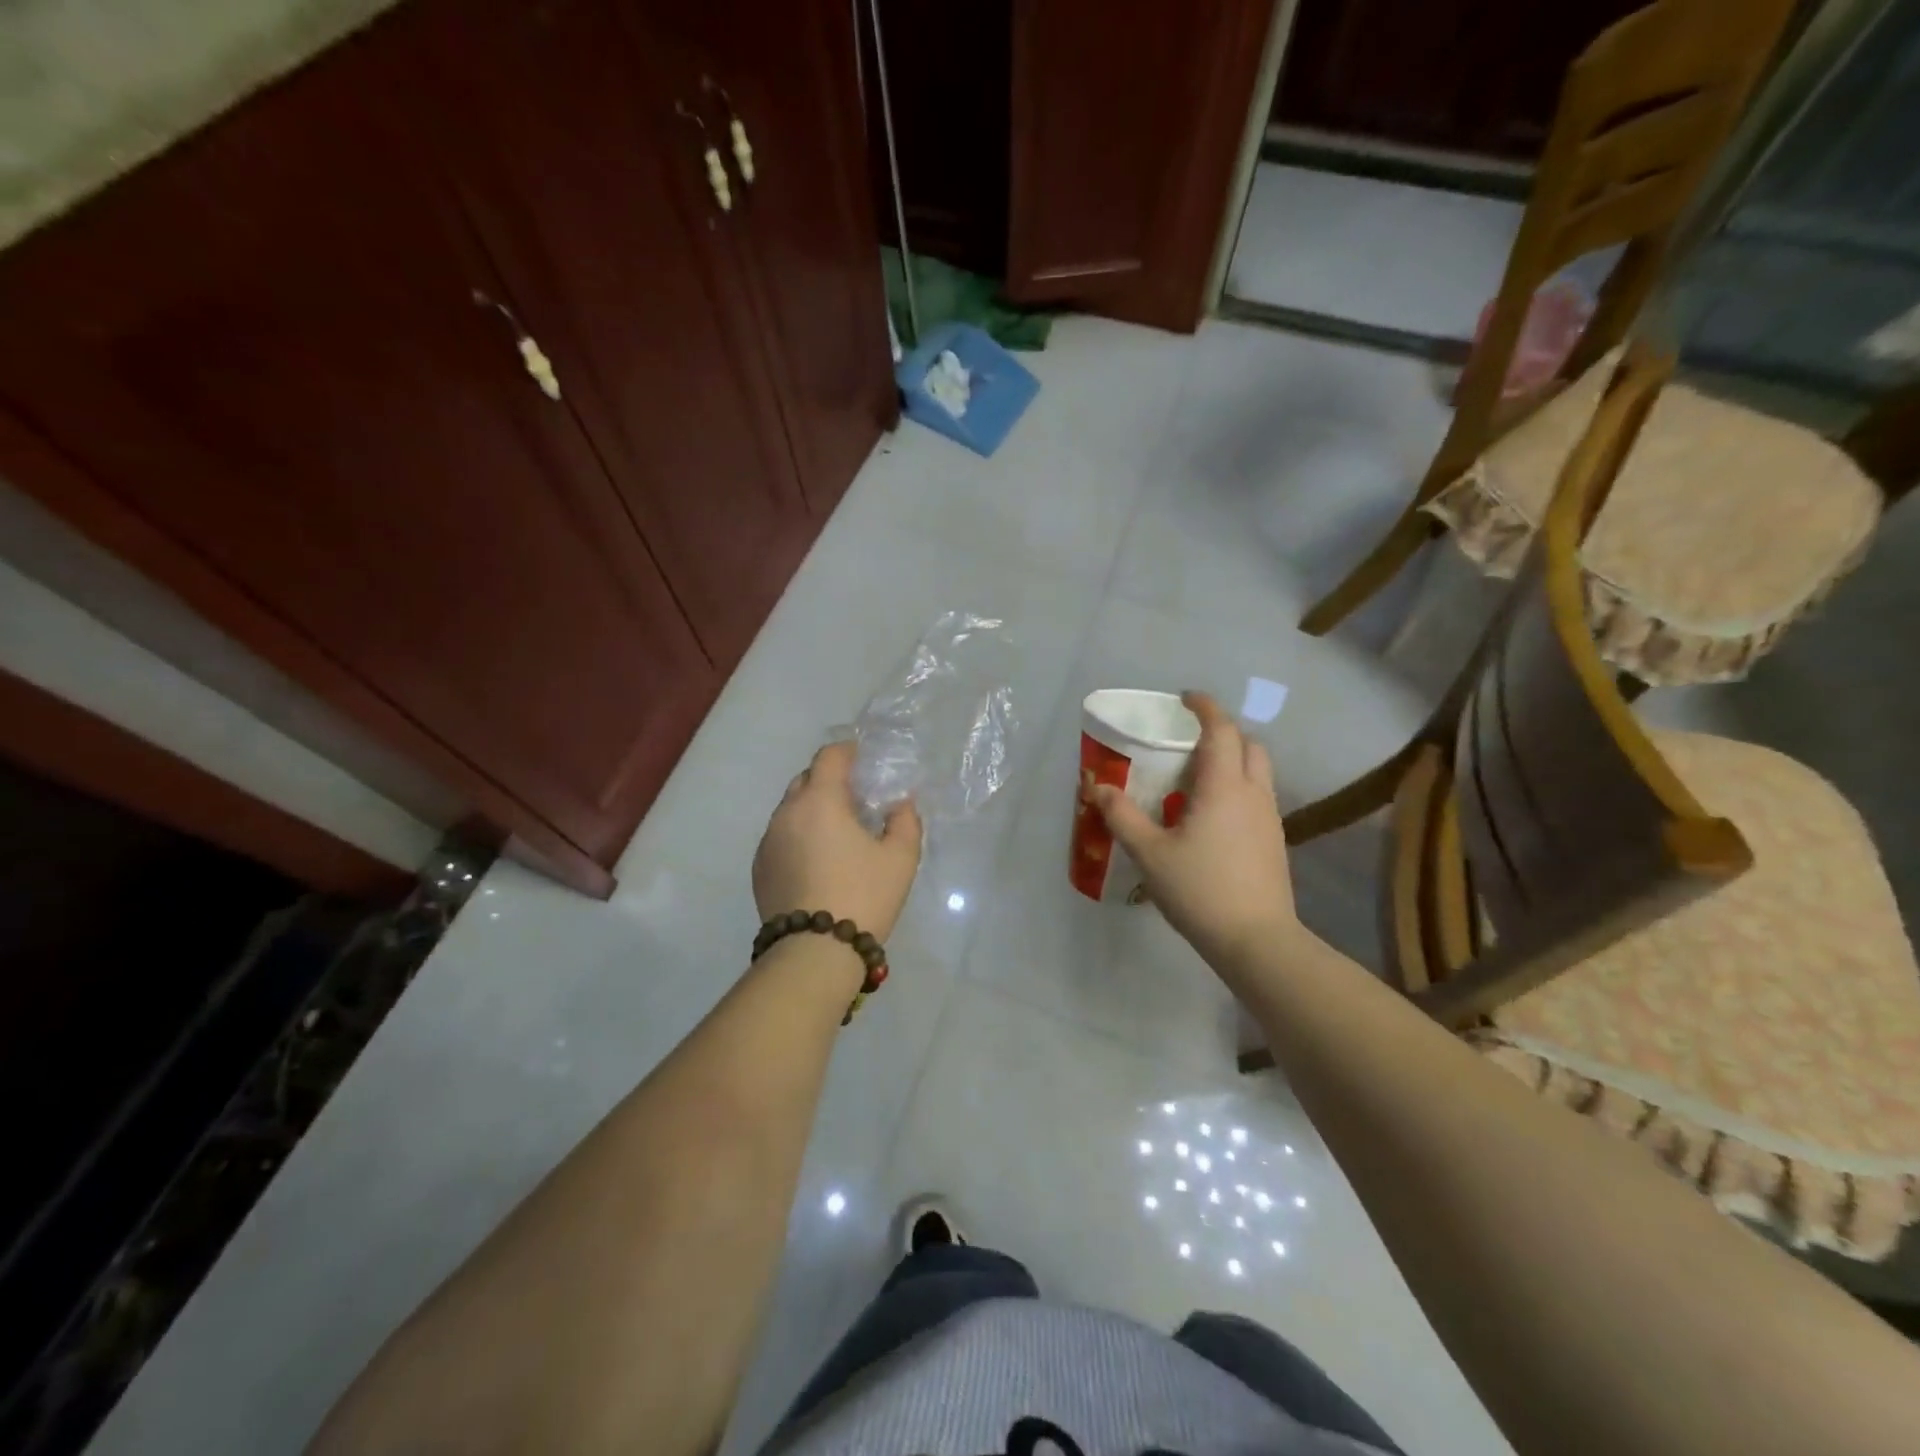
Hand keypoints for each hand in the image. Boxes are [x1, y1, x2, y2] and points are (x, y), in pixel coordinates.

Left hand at [753, 741, 921, 939]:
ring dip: (812, 810)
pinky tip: (817, 862)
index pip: (829, 757)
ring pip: (790, 810)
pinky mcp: (759, 869)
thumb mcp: (901, 858)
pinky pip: (780, 837)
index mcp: (820, 801)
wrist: (814, 953)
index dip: (848, 752)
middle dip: (829, 781)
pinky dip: (798, 836)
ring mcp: (767, 842)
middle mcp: (786, 813)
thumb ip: (904, 821)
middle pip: (806, 780)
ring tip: (837, 834)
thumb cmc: (864, 896)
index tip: (864, 760)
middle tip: (855, 799)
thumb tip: (899, 804)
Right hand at [1089, 691, 1300, 968]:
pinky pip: (1257, 796)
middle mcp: (1253, 793)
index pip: (1221, 729)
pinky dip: (1237, 787)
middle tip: (1189, 741)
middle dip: (1222, 732)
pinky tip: (1211, 816)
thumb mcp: (1149, 853)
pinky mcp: (1274, 841)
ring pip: (1258, 771)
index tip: (1185, 698)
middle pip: (1249, 744)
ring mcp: (1269, 818)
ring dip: (1232, 760)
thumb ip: (1122, 816)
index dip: (1205, 707)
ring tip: (1196, 778)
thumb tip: (1097, 787)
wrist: (1256, 940)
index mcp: (1224, 786)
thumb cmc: (1200, 890)